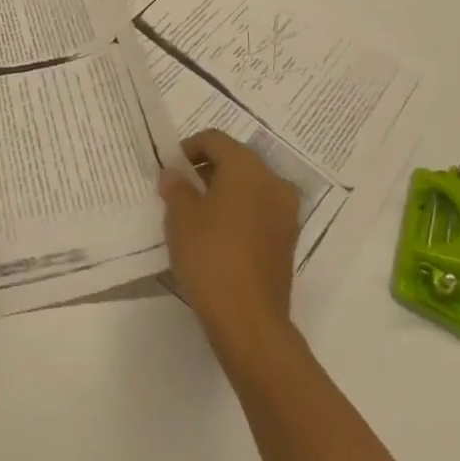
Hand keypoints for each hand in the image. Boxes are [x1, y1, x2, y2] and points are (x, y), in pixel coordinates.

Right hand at [161, 129, 299, 352]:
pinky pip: (259, 210)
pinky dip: (239, 211)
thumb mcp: (180, 216)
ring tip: (197, 214)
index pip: (215, 140)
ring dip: (224, 191)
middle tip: (181, 190)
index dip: (189, 148)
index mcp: (247, 167)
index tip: (171, 169)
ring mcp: (286, 212)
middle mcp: (273, 181)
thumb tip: (176, 173)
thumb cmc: (210, 256)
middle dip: (207, 169)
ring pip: (250, 186)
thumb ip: (176, 186)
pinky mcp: (288, 240)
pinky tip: (218, 235)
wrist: (249, 320)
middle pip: (235, 160)